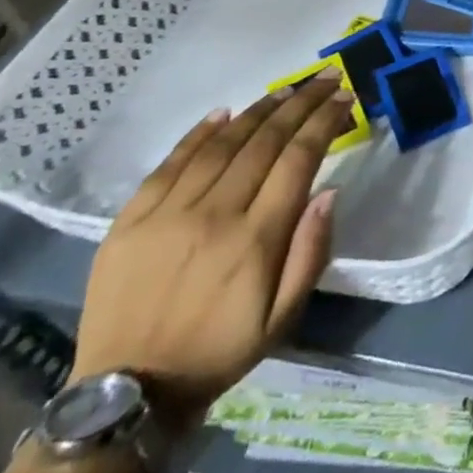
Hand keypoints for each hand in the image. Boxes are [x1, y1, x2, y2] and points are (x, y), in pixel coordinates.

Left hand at [70, 70, 354, 431]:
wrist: (128, 393)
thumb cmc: (220, 350)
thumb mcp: (284, 316)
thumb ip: (311, 252)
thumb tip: (329, 192)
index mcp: (255, 240)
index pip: (299, 160)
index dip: (325, 122)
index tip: (345, 98)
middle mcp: (214, 215)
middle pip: (265, 141)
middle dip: (301, 104)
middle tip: (326, 79)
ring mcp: (167, 214)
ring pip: (222, 144)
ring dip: (259, 110)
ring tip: (286, 91)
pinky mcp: (130, 220)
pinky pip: (171, 163)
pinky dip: (200, 133)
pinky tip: (224, 113)